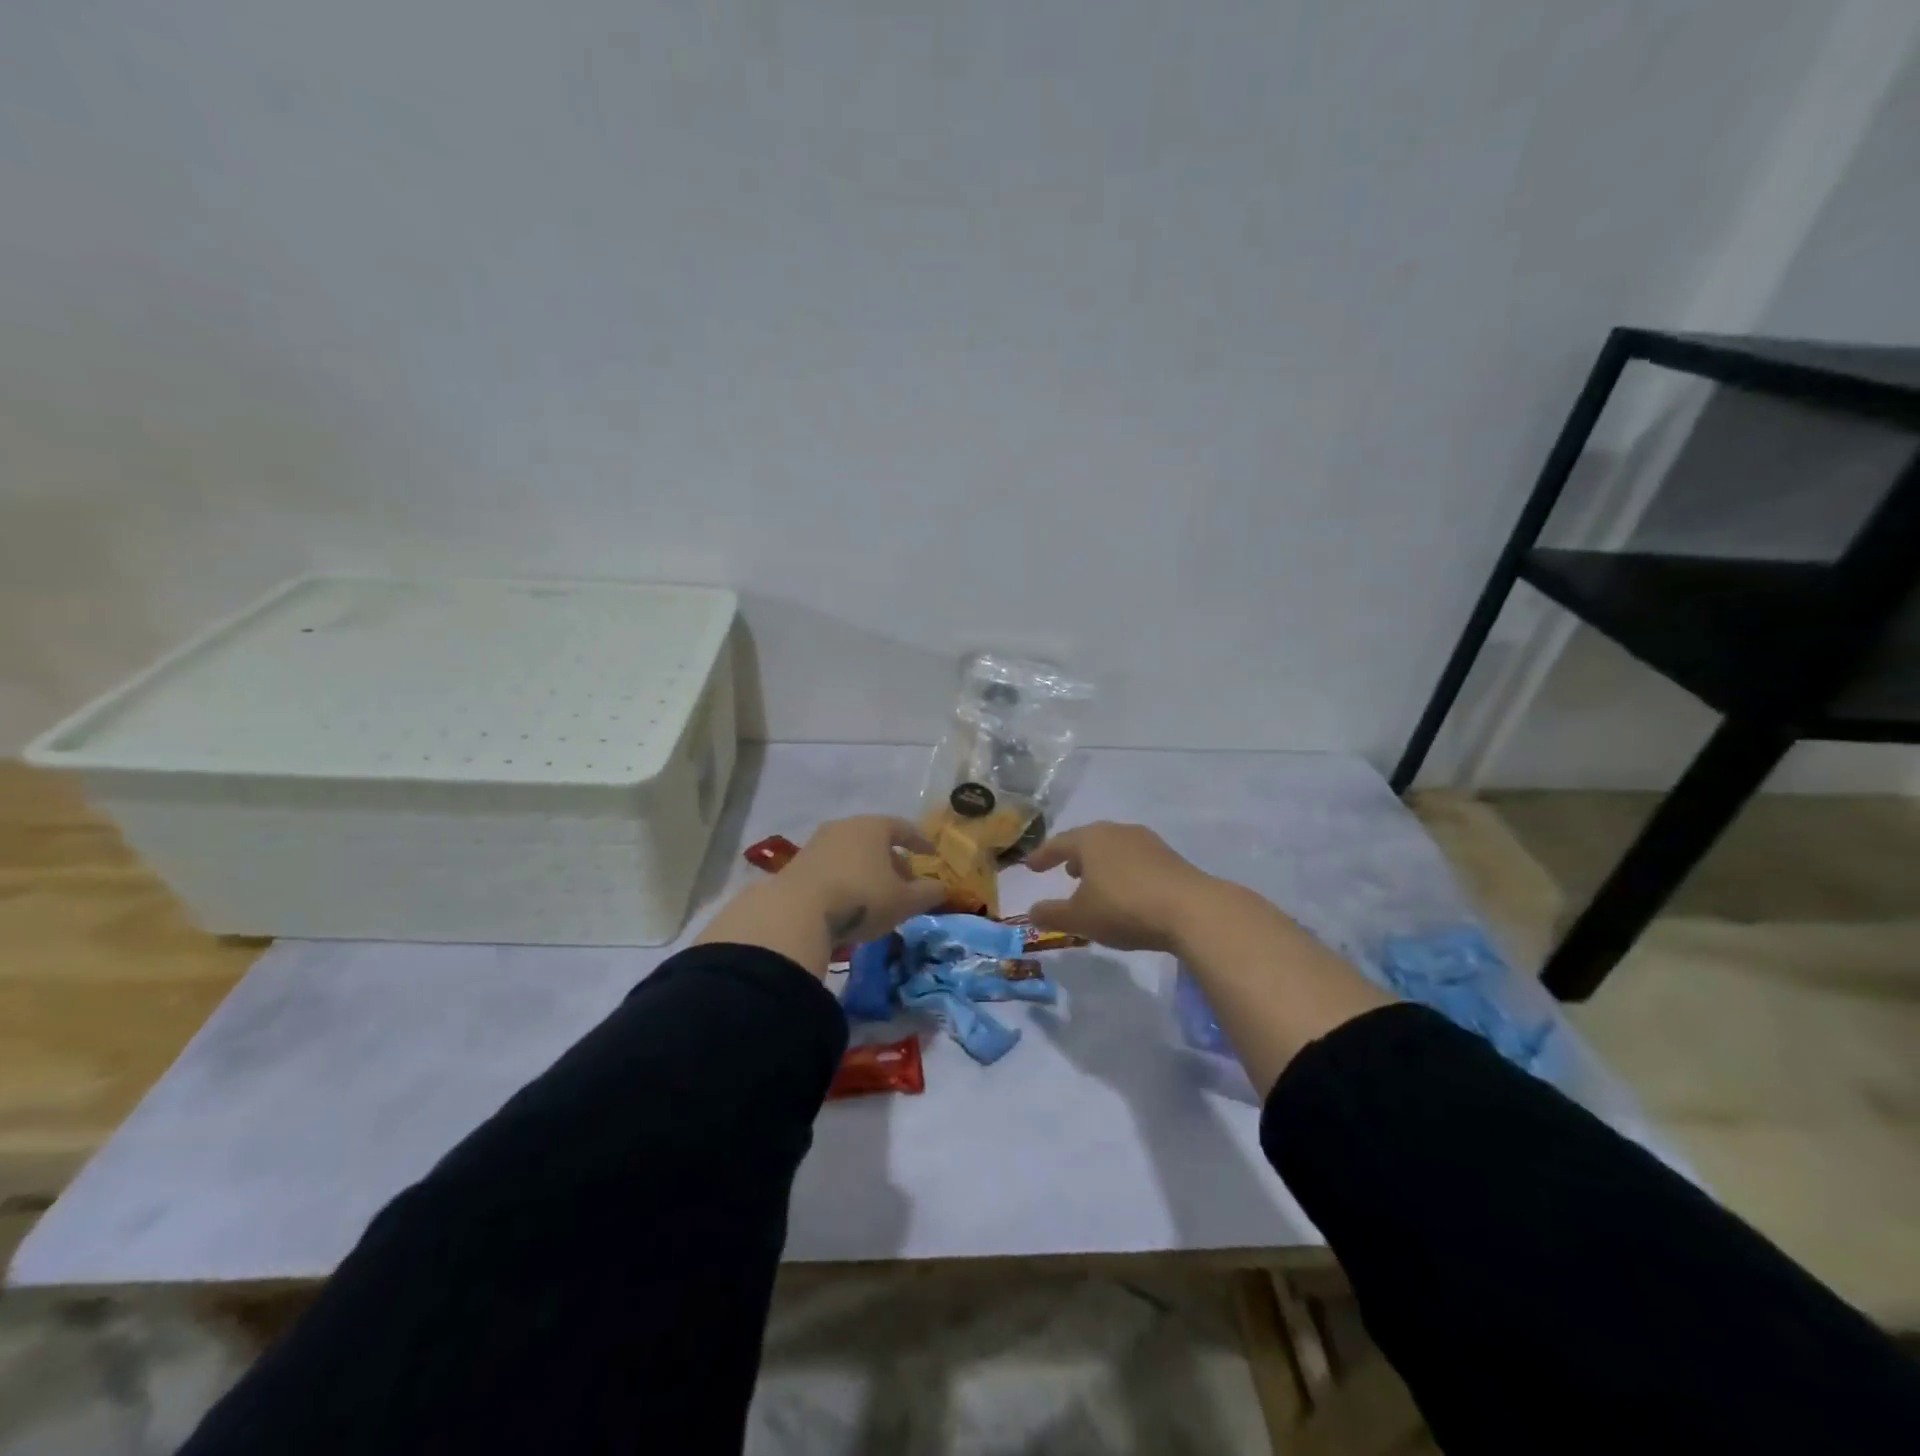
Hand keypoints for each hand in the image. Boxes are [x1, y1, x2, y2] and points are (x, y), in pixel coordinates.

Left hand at [781, 815, 946, 944]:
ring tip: (878, 895)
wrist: (796, 913)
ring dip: (868, 870)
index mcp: (874, 827)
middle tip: (906, 882)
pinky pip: (832, 866)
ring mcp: (817, 843)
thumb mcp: (904, 901)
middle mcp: (845, 826)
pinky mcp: (797, 864)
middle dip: (893, 860)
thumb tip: (942, 888)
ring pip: (852, 853)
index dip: (920, 842)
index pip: (904, 828)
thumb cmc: (861, 898)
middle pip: (876, 840)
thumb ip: (928, 893)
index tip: (931, 855)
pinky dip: (846, 878)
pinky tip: (849, 901)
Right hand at [1023, 822, 1221, 952]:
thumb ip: (1052, 914)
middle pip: (1088, 840)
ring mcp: (1147, 842)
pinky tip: (1126, 890)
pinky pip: (1135, 859)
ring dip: (1100, 863)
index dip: (1043, 856)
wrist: (1192, 909)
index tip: (1031, 866)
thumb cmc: (1125, 908)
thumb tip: (1031, 911)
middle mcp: (1117, 832)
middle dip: (1074, 855)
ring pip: (1114, 848)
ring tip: (1095, 881)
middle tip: (1064, 870)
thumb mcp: (1080, 918)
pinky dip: (1122, 870)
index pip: (1059, 843)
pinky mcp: (1170, 857)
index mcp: (1090, 839)